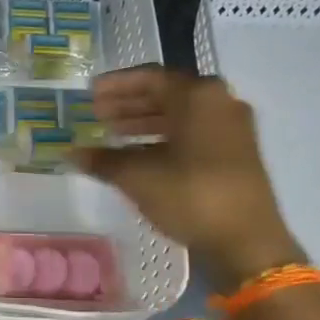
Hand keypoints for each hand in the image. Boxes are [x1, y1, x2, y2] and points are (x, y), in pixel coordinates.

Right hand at [78, 66, 303, 287]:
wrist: (247, 241)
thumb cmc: (191, 195)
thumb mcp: (138, 176)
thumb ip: (103, 160)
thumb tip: (72, 153)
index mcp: (198, 95)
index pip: (150, 77)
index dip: (116, 85)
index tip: (90, 92)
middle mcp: (219, 102)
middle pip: (166, 94)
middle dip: (129, 104)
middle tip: (97, 114)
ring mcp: (232, 128)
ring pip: (180, 115)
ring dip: (145, 122)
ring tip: (112, 135)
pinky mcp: (236, 153)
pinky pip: (193, 133)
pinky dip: (164, 138)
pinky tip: (140, 155)